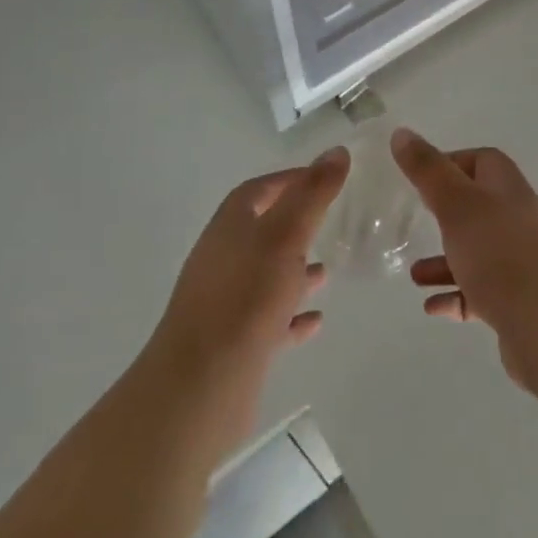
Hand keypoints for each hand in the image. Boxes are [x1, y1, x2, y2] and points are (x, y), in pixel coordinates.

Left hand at [151, 147, 350, 377]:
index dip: (290, 180)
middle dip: (295, 226)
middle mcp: (224, 258)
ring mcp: (225, 302)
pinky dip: (291, 316)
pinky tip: (316, 320)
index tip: (324, 179)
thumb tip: (337, 151)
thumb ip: (313, 194)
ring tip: (327, 271)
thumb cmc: (246, 297)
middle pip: (262, 231)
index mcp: (230, 226)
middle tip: (330, 223)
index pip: (260, 190)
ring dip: (294, 272)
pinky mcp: (233, 344)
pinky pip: (268, 320)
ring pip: (265, 277)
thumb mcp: (287, 235)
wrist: (200, 387)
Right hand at [391, 129, 537, 399]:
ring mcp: (523, 262)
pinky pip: (482, 291)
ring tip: (415, 275)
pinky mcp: (519, 301)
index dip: (451, 163)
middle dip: (445, 214)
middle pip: (478, 206)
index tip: (420, 178)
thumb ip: (427, 170)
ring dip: (445, 260)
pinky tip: (433, 307)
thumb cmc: (500, 255)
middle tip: (416, 220)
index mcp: (508, 188)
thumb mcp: (456, 204)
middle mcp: (519, 219)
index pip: (482, 160)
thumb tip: (401, 133)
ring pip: (478, 252)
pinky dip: (457, 294)